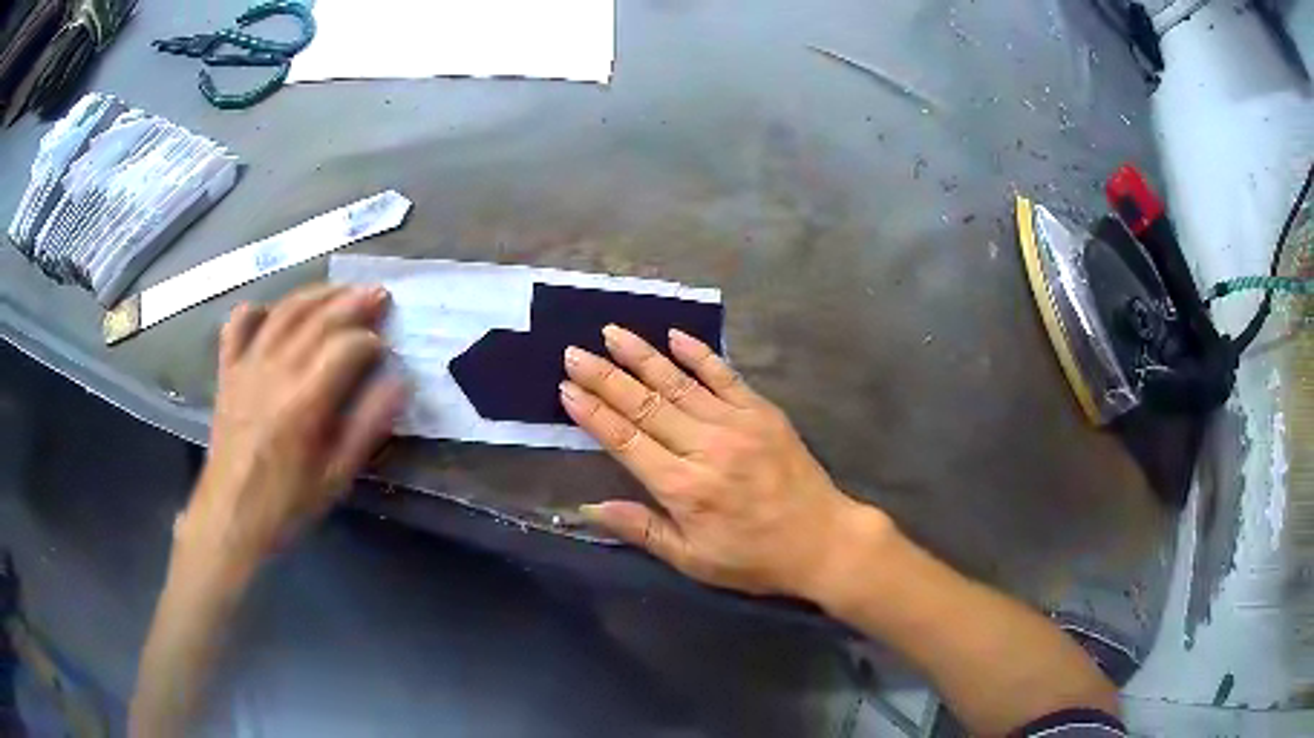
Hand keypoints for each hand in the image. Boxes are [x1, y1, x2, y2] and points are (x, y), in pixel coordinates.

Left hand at [182, 285, 405, 565]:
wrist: (230, 515)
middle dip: (353, 302)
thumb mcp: (336, 477)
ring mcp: (247, 365)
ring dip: (316, 295)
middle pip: (318, 319)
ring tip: (340, 291)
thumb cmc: (286, 503)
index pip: (346, 348)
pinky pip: (238, 324)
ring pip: (284, 312)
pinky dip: (257, 309)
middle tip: (379, 294)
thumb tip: (400, 384)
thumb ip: (368, 427)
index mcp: (305, 402)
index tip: (386, 349)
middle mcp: (275, 371)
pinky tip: (273, 311)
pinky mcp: (228, 370)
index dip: (371, 341)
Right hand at [561, 325, 890, 599]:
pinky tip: (674, 335)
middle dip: (605, 376)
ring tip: (612, 332)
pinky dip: (699, 354)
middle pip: (645, 404)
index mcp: (684, 487)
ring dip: (642, 355)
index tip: (566, 388)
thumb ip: (642, 529)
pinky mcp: (763, 412)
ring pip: (679, 382)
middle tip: (574, 352)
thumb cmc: (753, 557)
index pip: (625, 440)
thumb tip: (589, 508)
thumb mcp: (693, 559)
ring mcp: (737, 423)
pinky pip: (725, 375)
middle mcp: (706, 446)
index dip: (593, 413)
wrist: (822, 540)